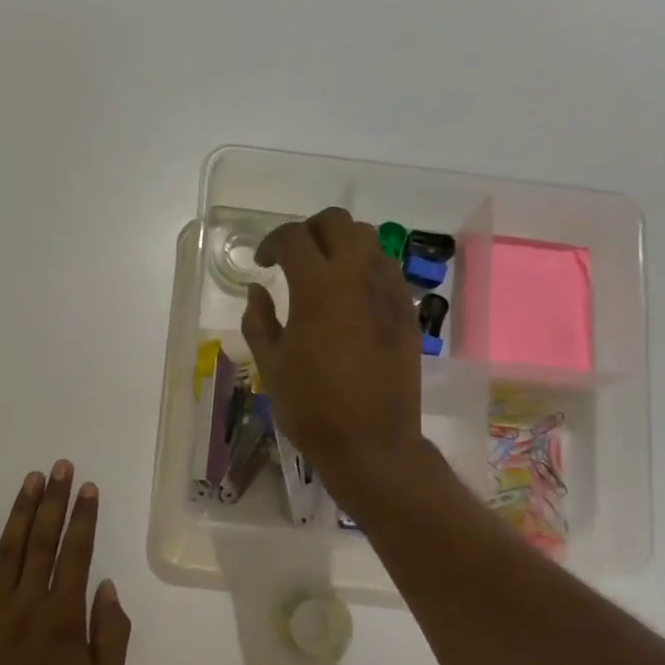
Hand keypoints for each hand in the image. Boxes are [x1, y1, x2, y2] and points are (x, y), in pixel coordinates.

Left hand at [0, 461, 130, 664]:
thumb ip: (111, 635)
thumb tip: (107, 587)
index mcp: (65, 618)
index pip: (77, 554)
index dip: (83, 518)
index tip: (88, 488)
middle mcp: (29, 604)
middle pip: (43, 541)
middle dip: (54, 501)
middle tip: (60, 468)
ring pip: (8, 550)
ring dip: (20, 512)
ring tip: (31, 481)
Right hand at [242, 207, 423, 488]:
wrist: (371, 442)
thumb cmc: (311, 407)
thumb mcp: (270, 365)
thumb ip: (259, 320)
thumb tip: (256, 289)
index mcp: (318, 288)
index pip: (293, 238)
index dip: (272, 243)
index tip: (262, 263)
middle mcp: (358, 277)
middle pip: (337, 222)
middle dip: (310, 231)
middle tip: (294, 259)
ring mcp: (389, 292)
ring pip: (368, 240)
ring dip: (341, 245)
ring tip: (323, 275)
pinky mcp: (407, 312)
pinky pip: (387, 270)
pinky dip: (365, 269)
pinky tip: (351, 299)